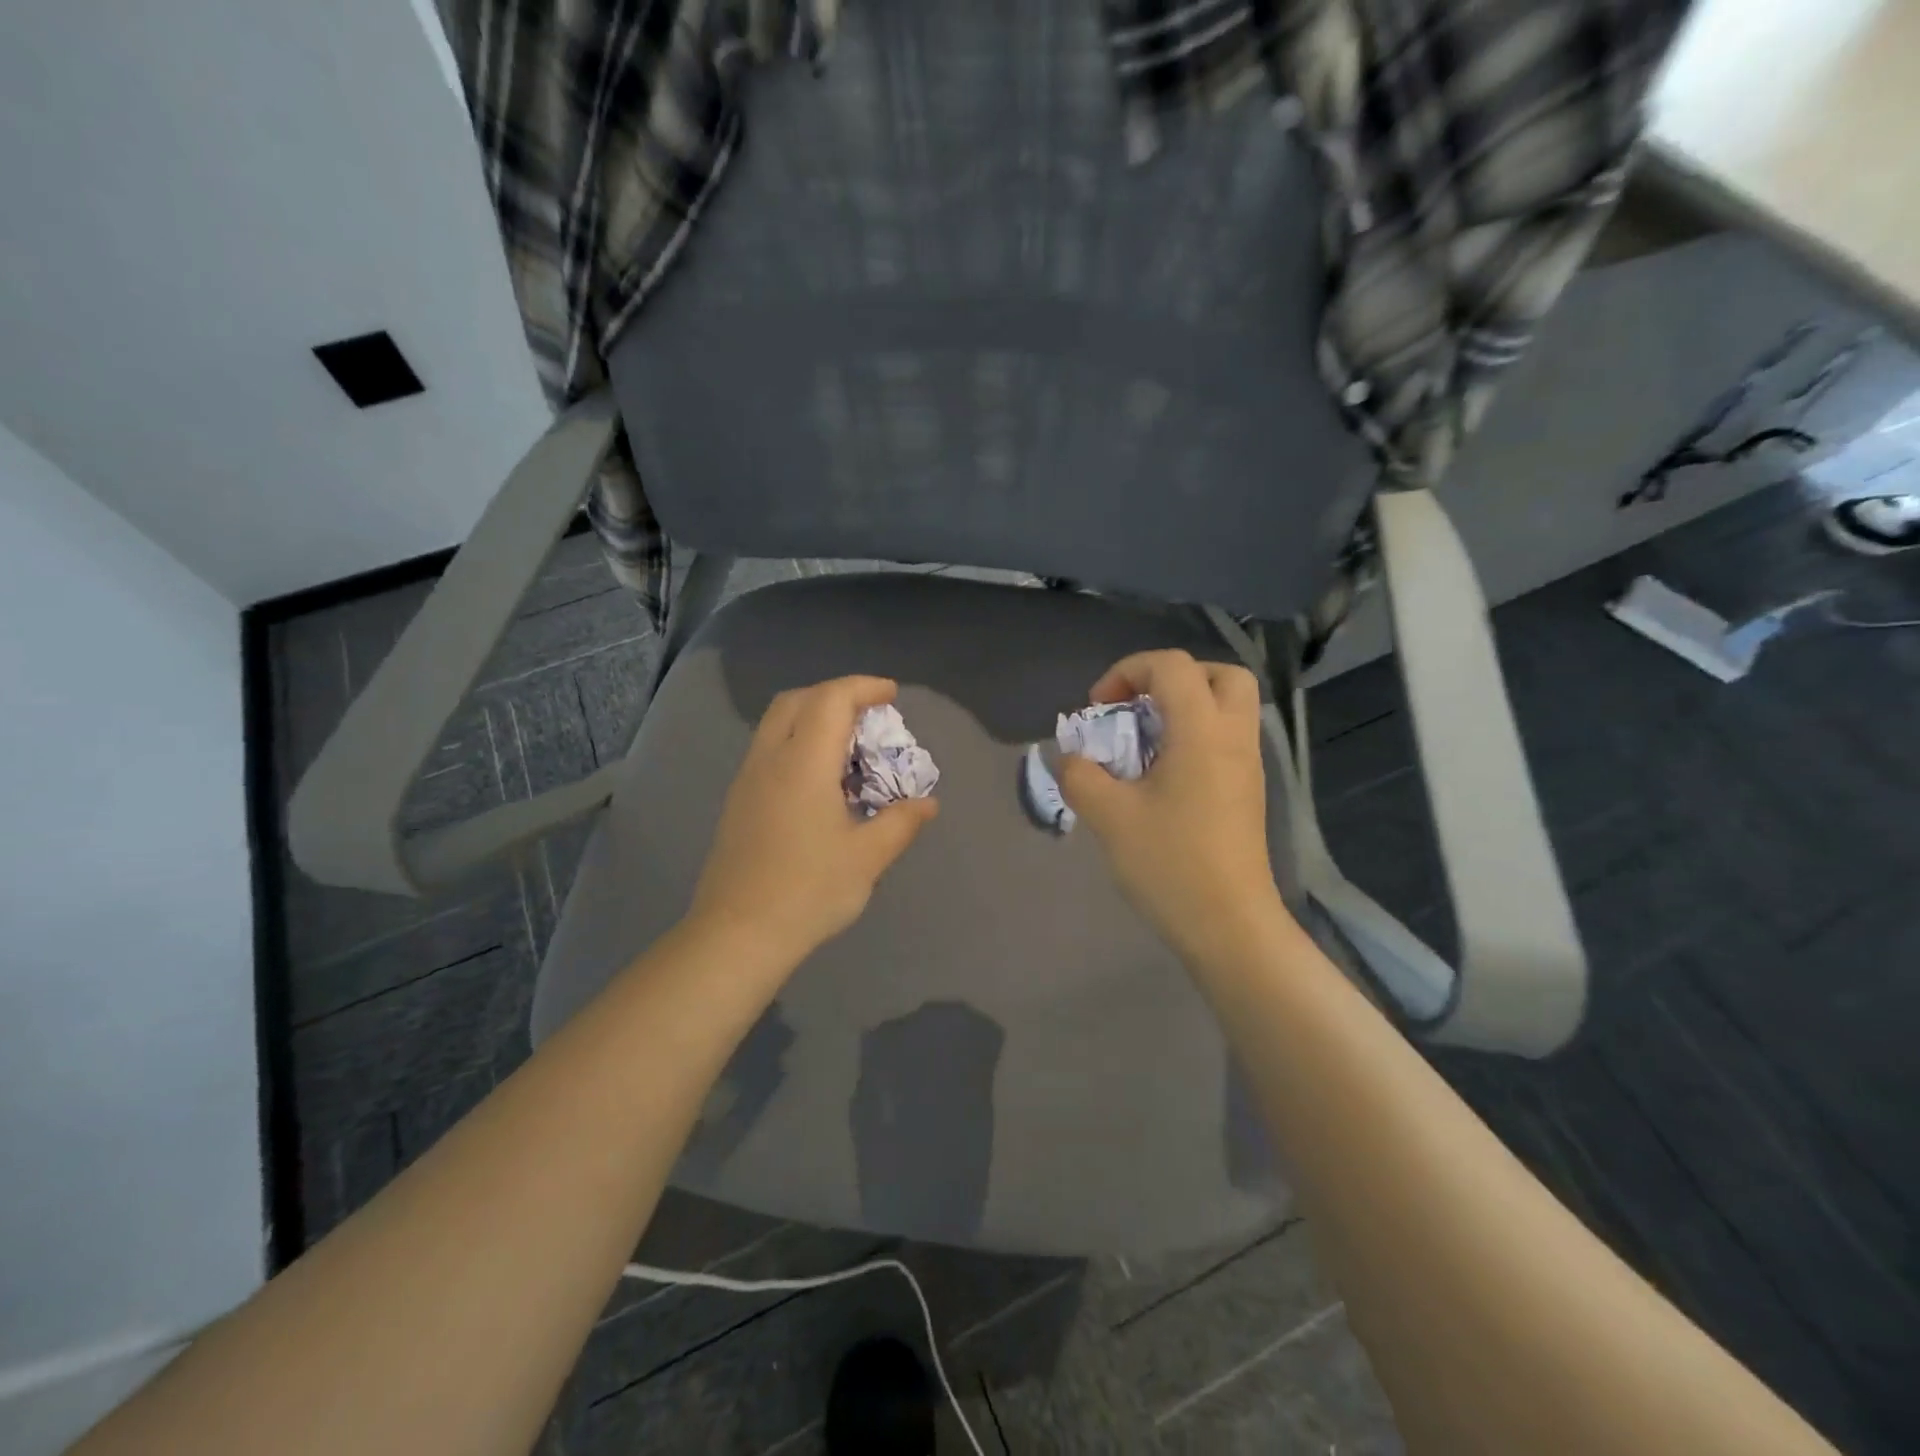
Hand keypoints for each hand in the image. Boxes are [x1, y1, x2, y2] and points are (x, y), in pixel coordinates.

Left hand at [688, 676, 939, 963]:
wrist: (737, 934)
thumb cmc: (808, 891)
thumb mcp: (867, 858)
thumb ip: (901, 822)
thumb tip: (927, 803)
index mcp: (803, 763)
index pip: (831, 699)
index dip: (863, 687)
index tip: (892, 695)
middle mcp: (770, 759)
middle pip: (797, 700)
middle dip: (836, 694)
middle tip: (869, 714)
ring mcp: (747, 779)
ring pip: (777, 723)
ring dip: (813, 717)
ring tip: (849, 746)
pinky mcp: (738, 801)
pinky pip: (770, 749)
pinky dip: (798, 742)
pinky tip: (820, 780)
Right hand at [1057, 651, 1291, 967]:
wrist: (1230, 926)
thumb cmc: (1170, 864)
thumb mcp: (1109, 817)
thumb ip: (1080, 775)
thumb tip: (1071, 757)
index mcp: (1202, 732)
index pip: (1172, 665)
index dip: (1128, 671)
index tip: (1098, 709)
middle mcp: (1233, 737)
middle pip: (1219, 674)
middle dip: (1172, 678)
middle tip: (1138, 706)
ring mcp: (1248, 766)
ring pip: (1228, 707)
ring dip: (1185, 707)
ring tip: (1144, 741)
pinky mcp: (1247, 792)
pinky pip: (1226, 739)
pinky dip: (1195, 736)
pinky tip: (1162, 775)